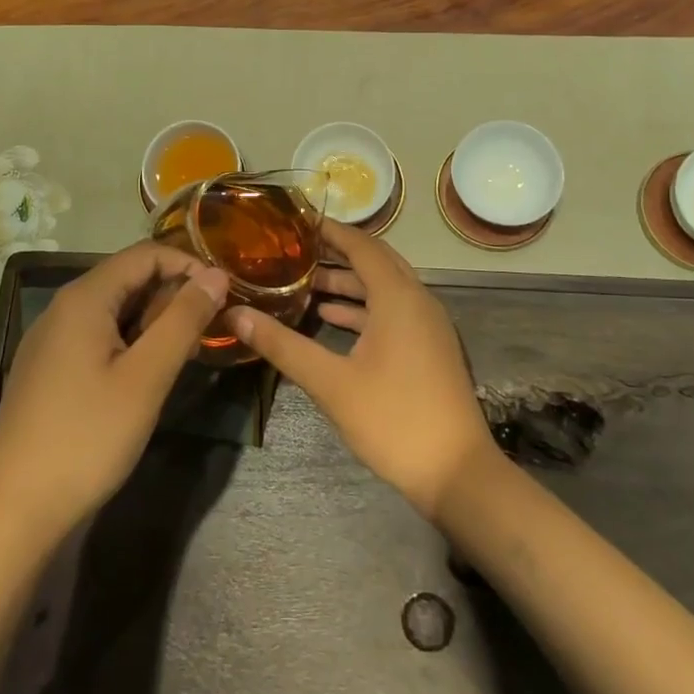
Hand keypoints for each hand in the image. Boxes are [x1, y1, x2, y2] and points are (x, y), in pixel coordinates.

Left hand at [0, 243, 229, 542]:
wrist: (11, 512)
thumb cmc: (86, 437)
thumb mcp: (146, 377)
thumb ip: (184, 320)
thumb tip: (215, 274)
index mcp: (85, 298)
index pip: (146, 254)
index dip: (189, 265)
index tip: (224, 293)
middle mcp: (64, 308)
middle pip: (128, 279)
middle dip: (173, 295)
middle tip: (210, 330)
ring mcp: (51, 340)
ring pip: (114, 310)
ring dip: (154, 322)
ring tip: (186, 354)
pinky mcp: (48, 370)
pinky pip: (98, 336)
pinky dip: (130, 342)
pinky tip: (147, 376)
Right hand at [229, 222, 496, 521]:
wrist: (457, 473)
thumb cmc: (393, 419)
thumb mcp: (331, 383)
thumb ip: (284, 346)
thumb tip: (237, 316)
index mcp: (398, 297)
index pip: (361, 246)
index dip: (330, 231)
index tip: (297, 220)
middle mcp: (417, 300)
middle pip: (375, 262)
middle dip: (336, 254)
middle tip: (296, 249)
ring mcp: (426, 325)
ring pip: (384, 288)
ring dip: (348, 283)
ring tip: (304, 283)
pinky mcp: (428, 348)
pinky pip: (392, 311)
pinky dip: (362, 308)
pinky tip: (331, 318)